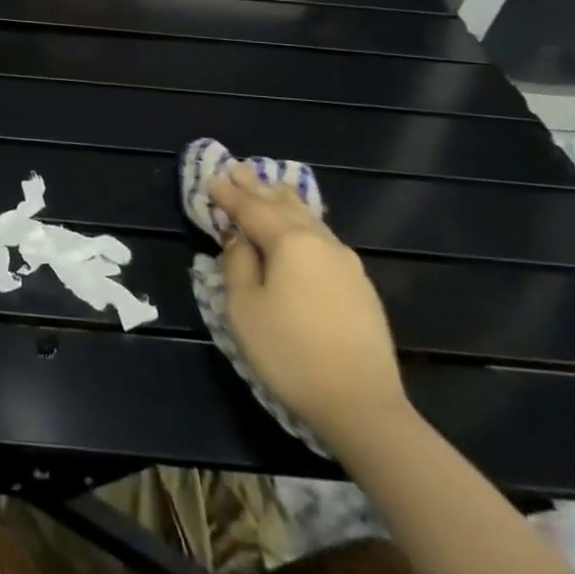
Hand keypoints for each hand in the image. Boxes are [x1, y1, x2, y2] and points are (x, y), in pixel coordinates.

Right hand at [209, 166, 408, 445]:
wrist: (362, 405)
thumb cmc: (291, 353)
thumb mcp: (245, 309)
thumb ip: (237, 264)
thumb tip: (240, 240)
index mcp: (290, 241)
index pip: (251, 208)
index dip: (229, 193)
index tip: (211, 177)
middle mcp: (320, 241)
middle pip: (283, 204)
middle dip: (257, 186)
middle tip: (238, 167)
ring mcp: (345, 262)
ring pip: (308, 217)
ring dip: (283, 200)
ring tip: (269, 186)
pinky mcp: (359, 285)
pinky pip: (322, 237)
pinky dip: (302, 222)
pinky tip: (301, 225)